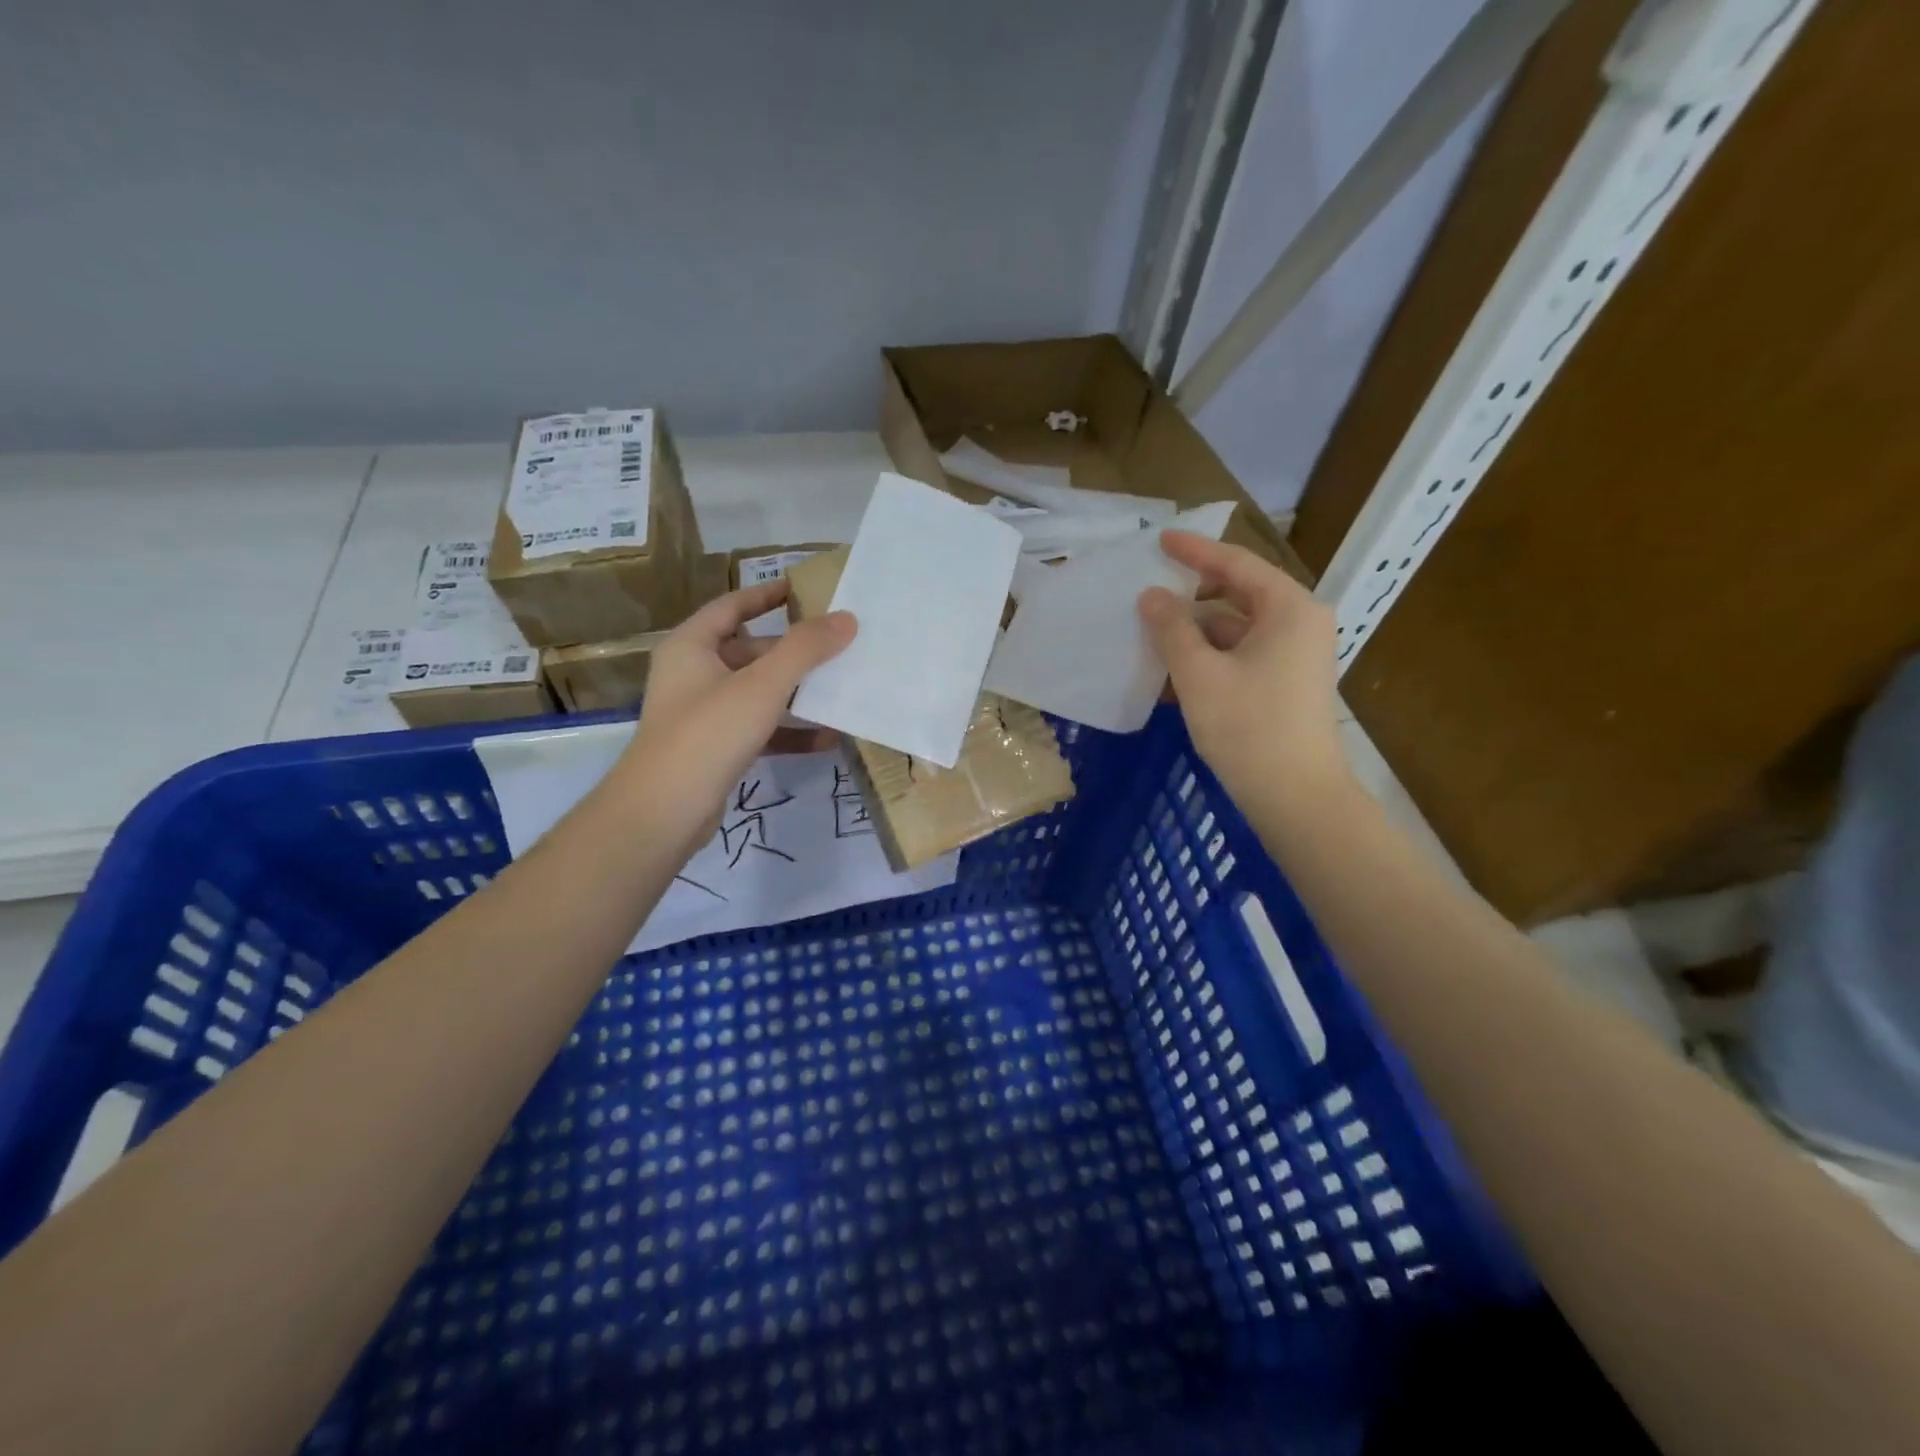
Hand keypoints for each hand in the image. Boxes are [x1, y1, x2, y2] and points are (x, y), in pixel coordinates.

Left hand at [617, 580, 855, 850]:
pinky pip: (760, 729)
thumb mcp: (762, 684)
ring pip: (758, 692)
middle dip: (793, 650)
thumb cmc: (708, 733)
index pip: (732, 605)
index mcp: (691, 646)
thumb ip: (805, 649)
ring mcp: (704, 713)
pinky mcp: (716, 748)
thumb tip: (846, 618)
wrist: (664, 812)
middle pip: (750, 650)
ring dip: (796, 693)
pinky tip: (827, 739)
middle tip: (837, 645)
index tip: (805, 588)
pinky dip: (789, 731)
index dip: (767, 594)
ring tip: (840, 689)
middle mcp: (693, 674)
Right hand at [1139, 531, 1351, 822]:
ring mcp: (1296, 655)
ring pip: (1236, 628)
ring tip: (1151, 635)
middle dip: (1192, 595)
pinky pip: (1242, 655)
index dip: (1194, 551)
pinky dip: (1209, 657)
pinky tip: (1172, 671)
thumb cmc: (1249, 728)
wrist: (1296, 797)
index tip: (1160, 539)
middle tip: (1150, 590)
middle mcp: (1300, 623)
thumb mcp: (1199, 674)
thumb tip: (1152, 596)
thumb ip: (1172, 629)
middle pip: (1238, 594)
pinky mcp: (1286, 683)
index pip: (1236, 564)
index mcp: (1289, 608)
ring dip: (1195, 631)